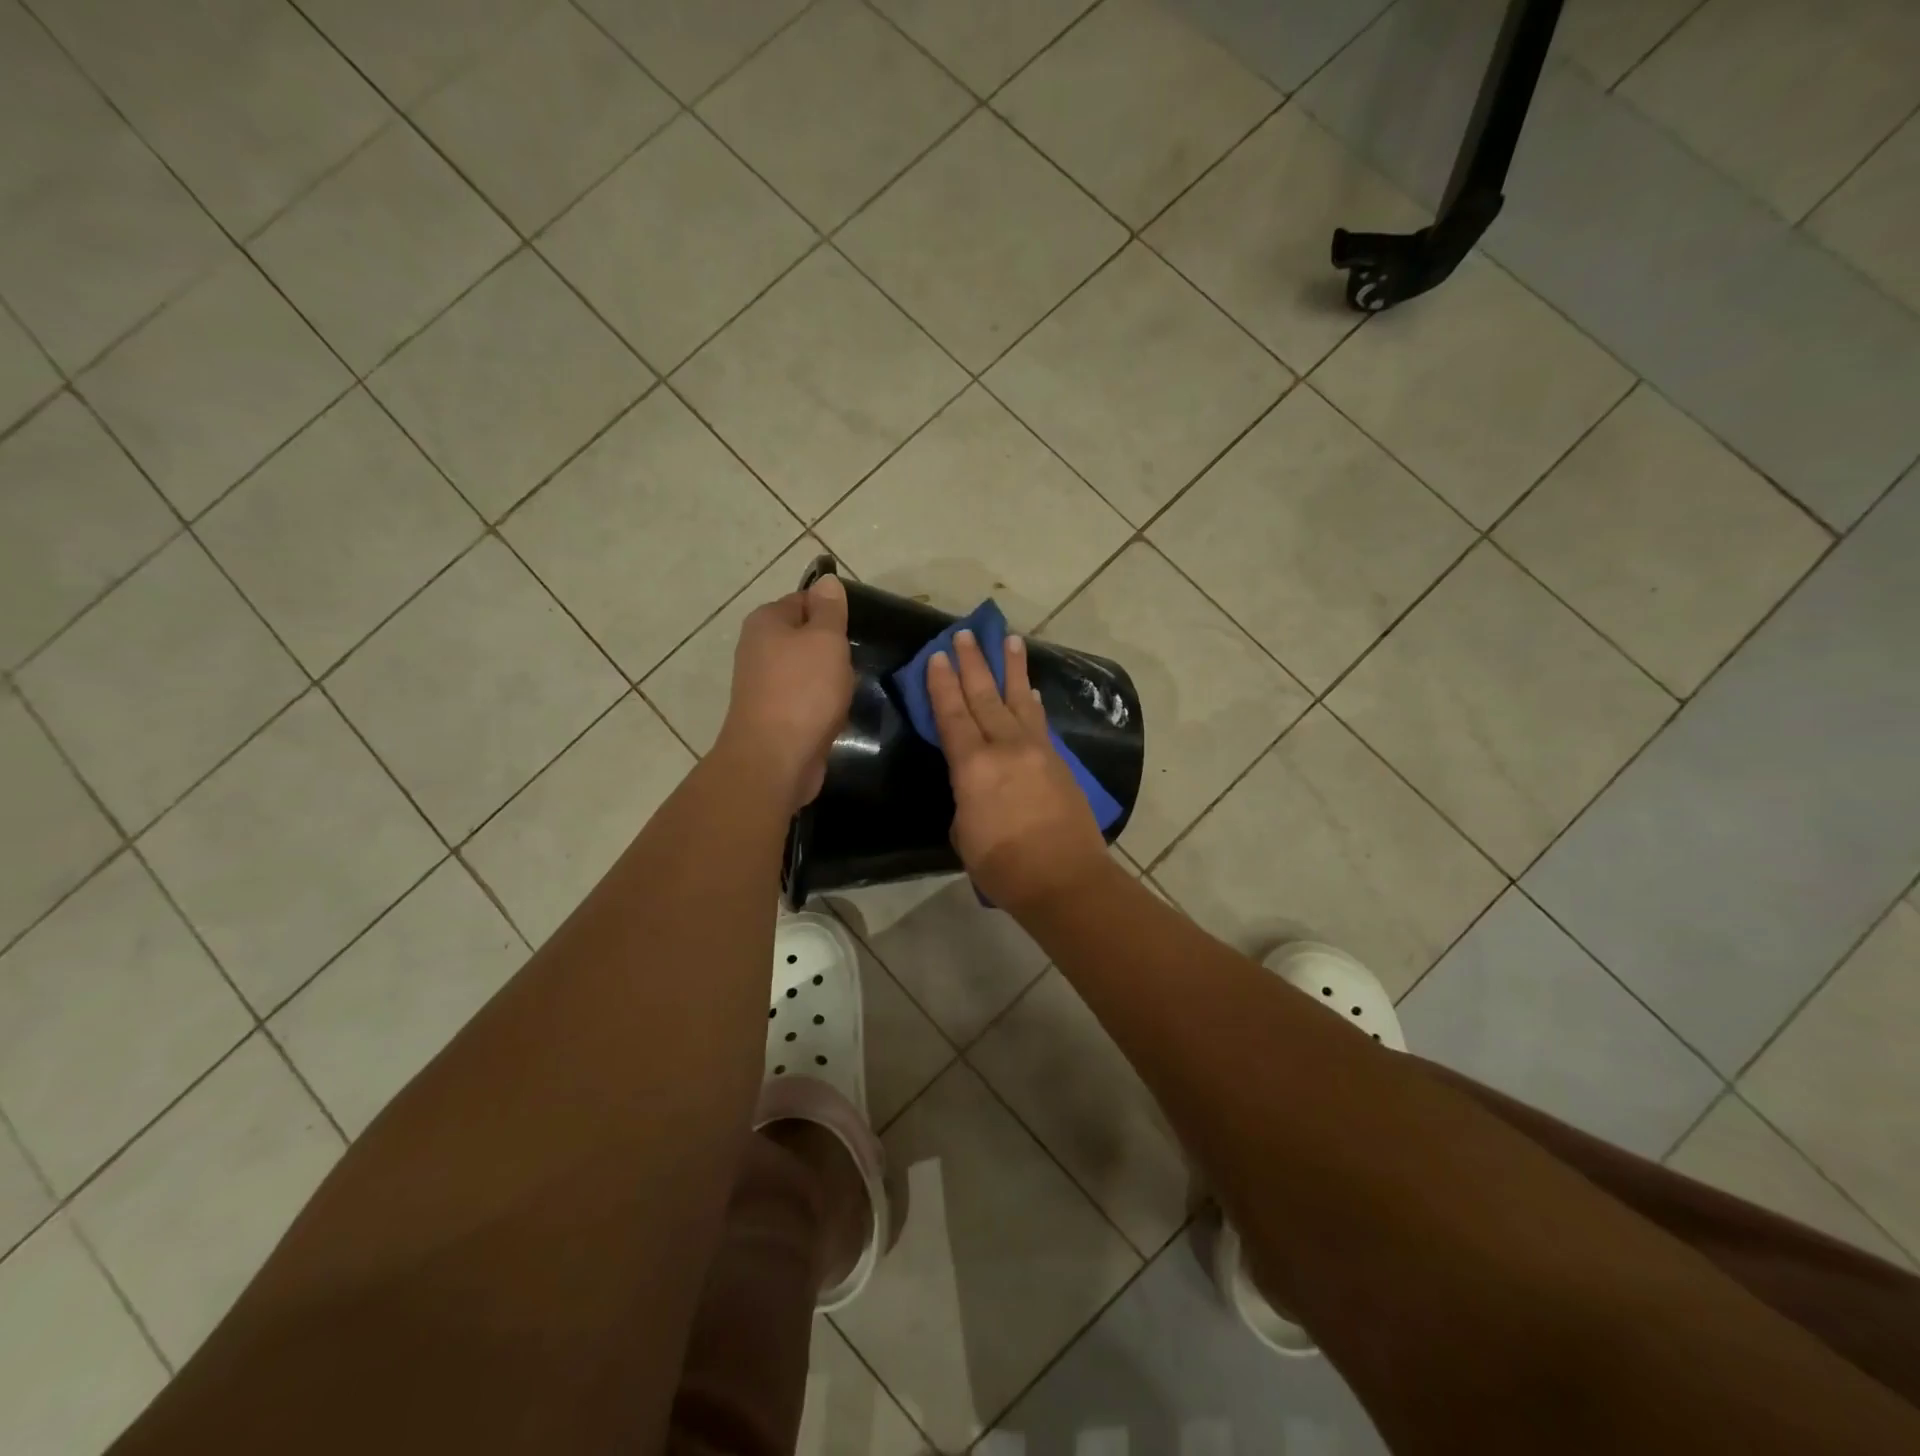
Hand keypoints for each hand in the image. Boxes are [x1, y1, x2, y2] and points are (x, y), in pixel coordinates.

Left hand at [717, 574, 853, 812]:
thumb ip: (829, 610)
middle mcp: (757, 648)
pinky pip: (804, 699)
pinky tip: (836, 713)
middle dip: (832, 648)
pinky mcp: (773, 715)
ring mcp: (763, 684)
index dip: (832, 612)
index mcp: (766, 621)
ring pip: (806, 670)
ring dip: (829, 679)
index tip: (856, 629)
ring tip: (849, 689)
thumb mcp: (826, 639)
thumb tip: (826, 581)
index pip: (804, 600)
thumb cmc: (804, 690)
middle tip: (856, 660)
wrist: (775, 758)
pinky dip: (821, 704)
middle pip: (804, 636)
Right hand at [926, 629, 1106, 913]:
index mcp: (973, 766)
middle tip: (966, 632)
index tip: (938, 655)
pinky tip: (1031, 691)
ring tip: (1010, 639)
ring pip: (1020, 699)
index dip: (942, 684)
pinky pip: (1040, 722)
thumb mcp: (964, 834)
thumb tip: (975, 786)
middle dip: (974, 663)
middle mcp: (1005, 747)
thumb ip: (965, 799)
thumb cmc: (1003, 866)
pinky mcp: (1059, 761)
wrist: (1064, 878)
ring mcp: (1036, 751)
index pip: (952, 715)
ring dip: (1013, 668)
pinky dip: (1032, 702)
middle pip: (985, 696)